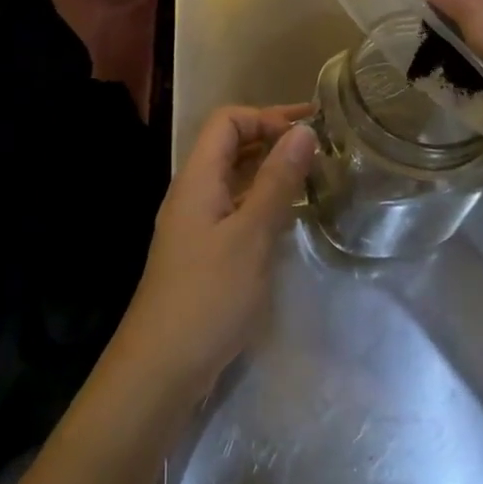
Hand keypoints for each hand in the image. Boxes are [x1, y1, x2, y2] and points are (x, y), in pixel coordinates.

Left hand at [106, 105, 315, 408]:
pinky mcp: (204, 251)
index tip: (308, 129)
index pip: (227, 121)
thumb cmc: (209, 295)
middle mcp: (194, 192)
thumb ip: (277, 181)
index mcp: (198, 177)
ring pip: (235, 178)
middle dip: (272, 137)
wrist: (162, 367)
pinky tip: (290, 215)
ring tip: (313, 175)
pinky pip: (235, 207)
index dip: (266, 116)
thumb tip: (303, 130)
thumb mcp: (251, 235)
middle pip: (230, 145)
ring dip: (270, 169)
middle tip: (320, 146)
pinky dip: (263, 200)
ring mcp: (196, 222)